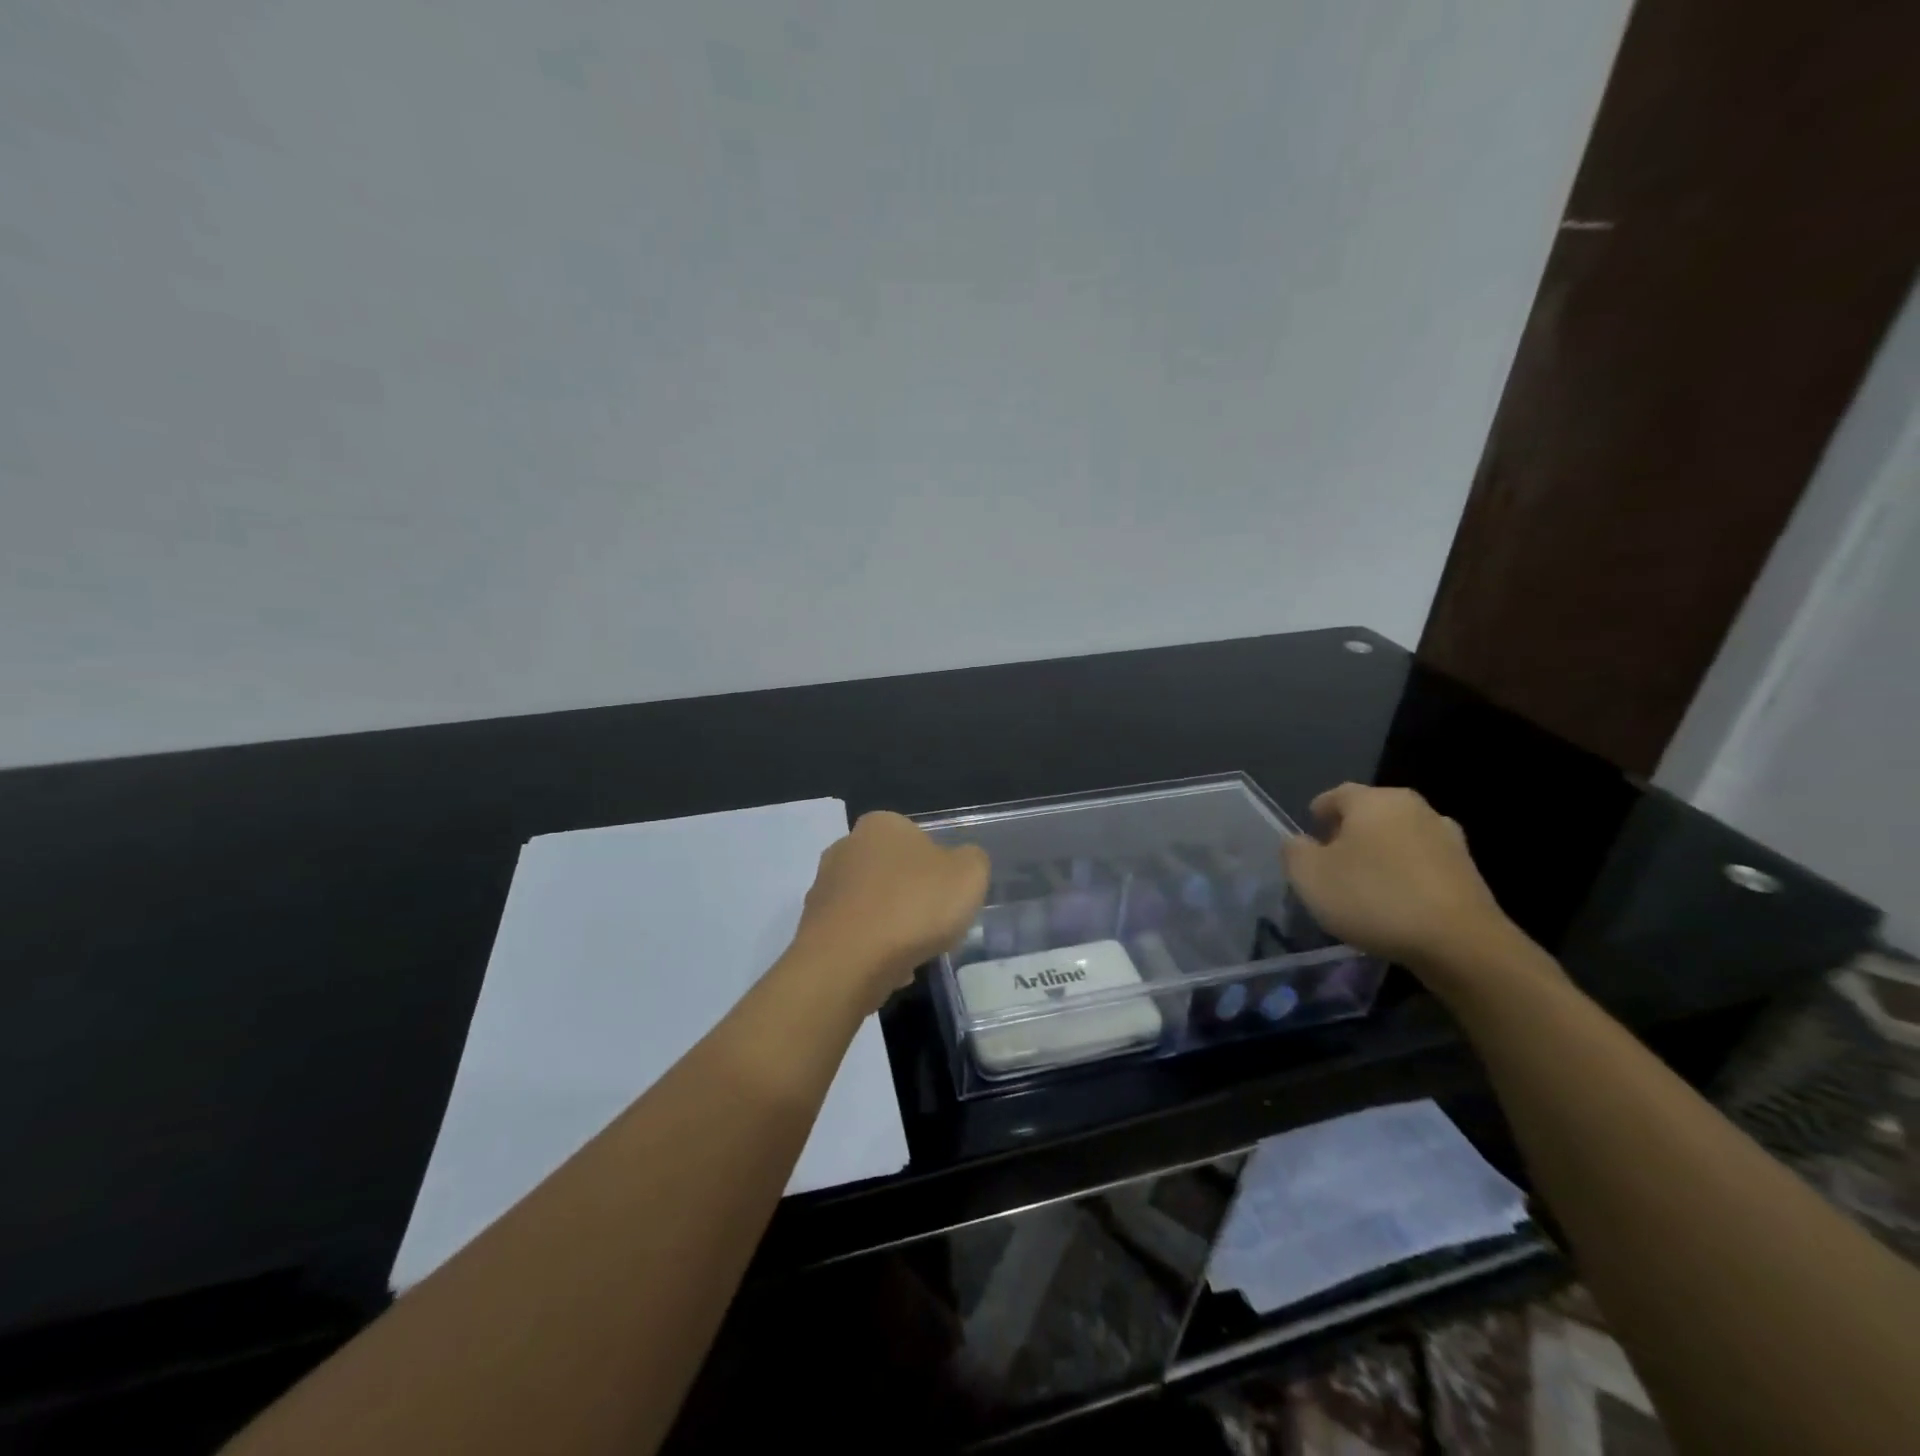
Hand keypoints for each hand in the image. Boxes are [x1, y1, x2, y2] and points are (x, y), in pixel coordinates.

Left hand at [790, 811, 990, 1007]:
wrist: (847, 962)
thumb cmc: (913, 906)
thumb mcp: (969, 874)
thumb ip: (972, 861)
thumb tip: (960, 864)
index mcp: (881, 824)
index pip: (917, 838)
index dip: (938, 868)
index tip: (948, 896)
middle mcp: (845, 847)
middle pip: (892, 872)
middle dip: (912, 897)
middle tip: (934, 925)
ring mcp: (824, 888)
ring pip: (872, 905)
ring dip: (891, 926)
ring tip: (912, 954)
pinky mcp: (812, 927)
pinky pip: (855, 935)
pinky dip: (871, 950)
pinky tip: (887, 971)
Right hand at [1282, 784, 1513, 970]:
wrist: (1460, 943)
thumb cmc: (1373, 898)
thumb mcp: (1309, 877)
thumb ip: (1294, 852)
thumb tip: (1300, 842)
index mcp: (1373, 800)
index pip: (1336, 795)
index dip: (1319, 813)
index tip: (1310, 837)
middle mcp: (1413, 808)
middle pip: (1371, 813)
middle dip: (1350, 832)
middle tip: (1333, 861)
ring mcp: (1447, 837)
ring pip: (1400, 837)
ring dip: (1382, 854)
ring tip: (1366, 884)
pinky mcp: (1468, 870)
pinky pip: (1424, 864)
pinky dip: (1408, 875)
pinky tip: (1398, 902)